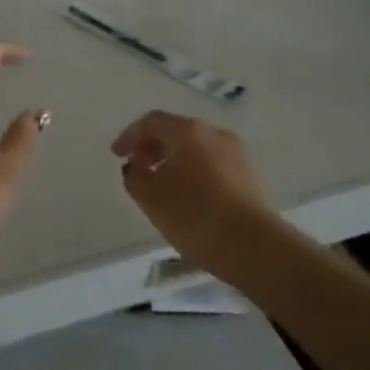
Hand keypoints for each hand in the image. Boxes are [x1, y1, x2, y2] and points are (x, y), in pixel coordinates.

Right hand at [111, 111, 265, 275]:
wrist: (254, 247)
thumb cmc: (194, 215)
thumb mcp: (150, 197)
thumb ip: (134, 175)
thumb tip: (136, 166)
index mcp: (187, 131)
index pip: (151, 122)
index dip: (129, 136)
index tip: (116, 154)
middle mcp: (214, 133)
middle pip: (176, 131)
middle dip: (152, 146)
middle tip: (137, 166)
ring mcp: (236, 154)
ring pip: (196, 148)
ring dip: (174, 159)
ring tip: (161, 183)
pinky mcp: (249, 176)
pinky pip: (212, 164)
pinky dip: (193, 171)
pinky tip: (188, 195)